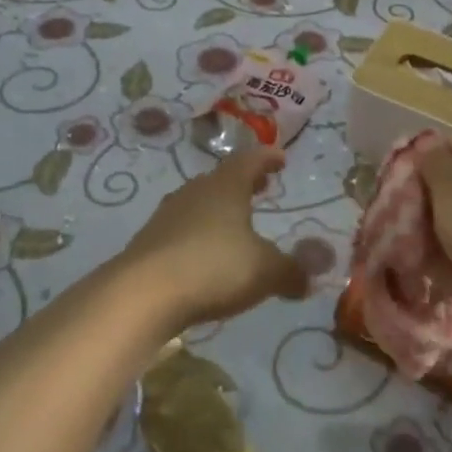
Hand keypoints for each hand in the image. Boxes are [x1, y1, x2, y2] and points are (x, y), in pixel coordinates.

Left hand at [122, 147, 307, 329]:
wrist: (142, 293)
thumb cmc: (213, 267)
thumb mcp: (265, 271)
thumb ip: (291, 272)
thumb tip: (309, 277)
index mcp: (226, 186)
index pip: (250, 159)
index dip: (268, 158)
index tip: (281, 158)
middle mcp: (196, 191)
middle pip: (223, 178)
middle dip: (244, 181)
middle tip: (261, 186)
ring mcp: (168, 215)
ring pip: (199, 201)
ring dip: (219, 207)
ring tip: (234, 220)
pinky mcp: (149, 241)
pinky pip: (181, 228)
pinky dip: (198, 233)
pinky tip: (204, 253)